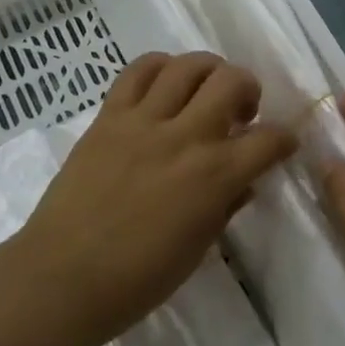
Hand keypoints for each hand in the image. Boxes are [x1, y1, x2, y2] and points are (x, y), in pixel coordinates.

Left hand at [13, 52, 296, 345]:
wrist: (60, 280)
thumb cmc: (136, 280)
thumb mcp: (196, 250)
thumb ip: (225, 207)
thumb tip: (243, 182)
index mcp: (213, 177)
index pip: (268, 140)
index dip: (284, 138)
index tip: (282, 143)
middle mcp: (185, 137)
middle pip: (232, 80)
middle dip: (249, 88)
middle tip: (241, 110)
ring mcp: (144, 121)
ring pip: (188, 65)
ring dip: (209, 70)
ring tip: (205, 89)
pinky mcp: (109, 116)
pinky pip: (137, 70)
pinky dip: (160, 66)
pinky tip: (165, 83)